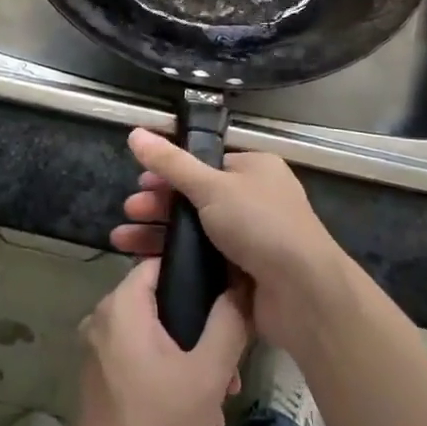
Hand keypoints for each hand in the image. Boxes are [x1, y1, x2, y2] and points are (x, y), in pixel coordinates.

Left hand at [67, 257, 248, 425]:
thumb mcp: (207, 375)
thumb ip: (229, 323)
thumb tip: (242, 286)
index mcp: (121, 306)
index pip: (163, 263)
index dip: (199, 276)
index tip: (230, 302)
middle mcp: (103, 319)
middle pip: (165, 308)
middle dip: (204, 342)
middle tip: (230, 379)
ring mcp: (100, 352)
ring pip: (160, 343)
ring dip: (193, 374)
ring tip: (217, 416)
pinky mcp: (102, 380)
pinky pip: (145, 366)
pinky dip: (172, 388)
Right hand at [112, 129, 350, 353]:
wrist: (303, 293)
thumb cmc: (260, 224)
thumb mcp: (211, 187)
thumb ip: (171, 163)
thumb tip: (135, 132)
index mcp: (254, 168)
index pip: (204, 163)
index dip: (170, 172)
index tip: (141, 183)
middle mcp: (255, 199)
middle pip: (196, 198)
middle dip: (158, 205)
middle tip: (129, 213)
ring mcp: (251, 238)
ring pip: (196, 231)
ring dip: (160, 233)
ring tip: (123, 240)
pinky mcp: (245, 272)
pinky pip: (203, 260)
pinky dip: (177, 260)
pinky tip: (148, 263)